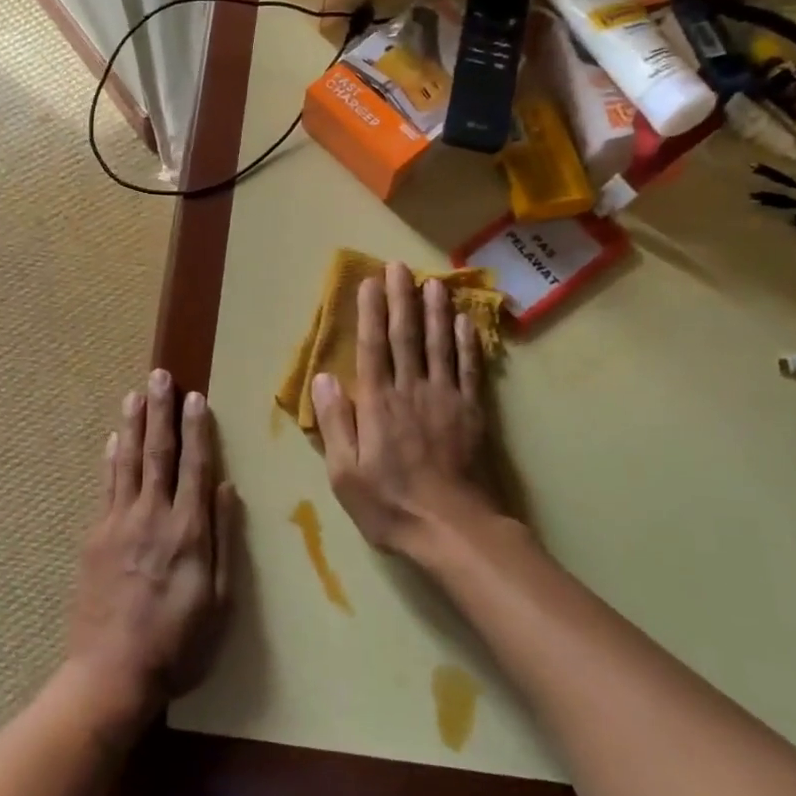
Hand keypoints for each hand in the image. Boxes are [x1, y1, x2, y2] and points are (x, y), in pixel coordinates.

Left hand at [65, 371, 239, 732]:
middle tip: (160, 376)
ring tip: (135, 394)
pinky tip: (112, 440)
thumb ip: (224, 540)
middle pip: (158, 453)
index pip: (195, 466)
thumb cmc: (177, 644)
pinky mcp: (95, 537)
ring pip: (127, 462)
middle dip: (161, 412)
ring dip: (132, 425)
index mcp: (188, 530)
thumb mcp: (219, 600)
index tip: (196, 397)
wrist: (111, 674)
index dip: (197, 429)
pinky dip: (110, 459)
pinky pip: (105, 486)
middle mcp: (153, 516)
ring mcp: (118, 523)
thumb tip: (228, 488)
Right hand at [311, 263, 501, 555]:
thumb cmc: (389, 503)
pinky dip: (467, 343)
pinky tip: (466, 322)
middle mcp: (411, 390)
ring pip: (440, 344)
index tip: (370, 282)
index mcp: (378, 403)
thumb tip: (324, 377)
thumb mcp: (344, 472)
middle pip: (406, 335)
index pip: (372, 347)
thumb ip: (336, 422)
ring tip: (434, 281)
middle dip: (402, 298)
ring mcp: (445, 398)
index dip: (370, 312)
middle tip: (399, 265)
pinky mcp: (472, 412)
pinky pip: (469, 369)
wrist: (452, 529)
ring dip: (436, 310)